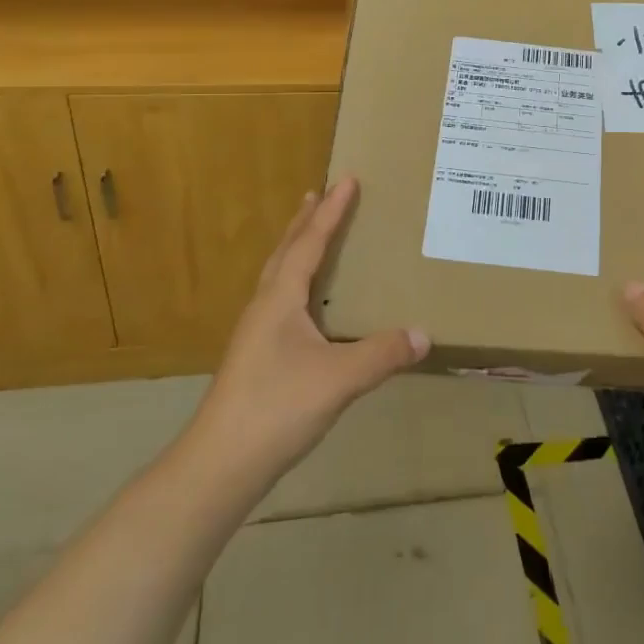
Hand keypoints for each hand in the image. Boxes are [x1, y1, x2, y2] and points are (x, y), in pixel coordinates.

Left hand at [189, 178, 428, 482]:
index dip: (331, 212)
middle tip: (318, 194)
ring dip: (295, 249)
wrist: (219, 464)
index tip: (346, 179)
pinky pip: (279, 301)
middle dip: (305, 222)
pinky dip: (294, 282)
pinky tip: (305, 306)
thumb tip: (424, 334)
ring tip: (310, 236)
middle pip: (285, 251)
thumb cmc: (276, 408)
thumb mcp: (338, 379)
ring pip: (278, 276)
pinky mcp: (255, 357)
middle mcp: (264, 307)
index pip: (309, 243)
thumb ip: (382, 354)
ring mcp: (255, 333)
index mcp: (280, 299)